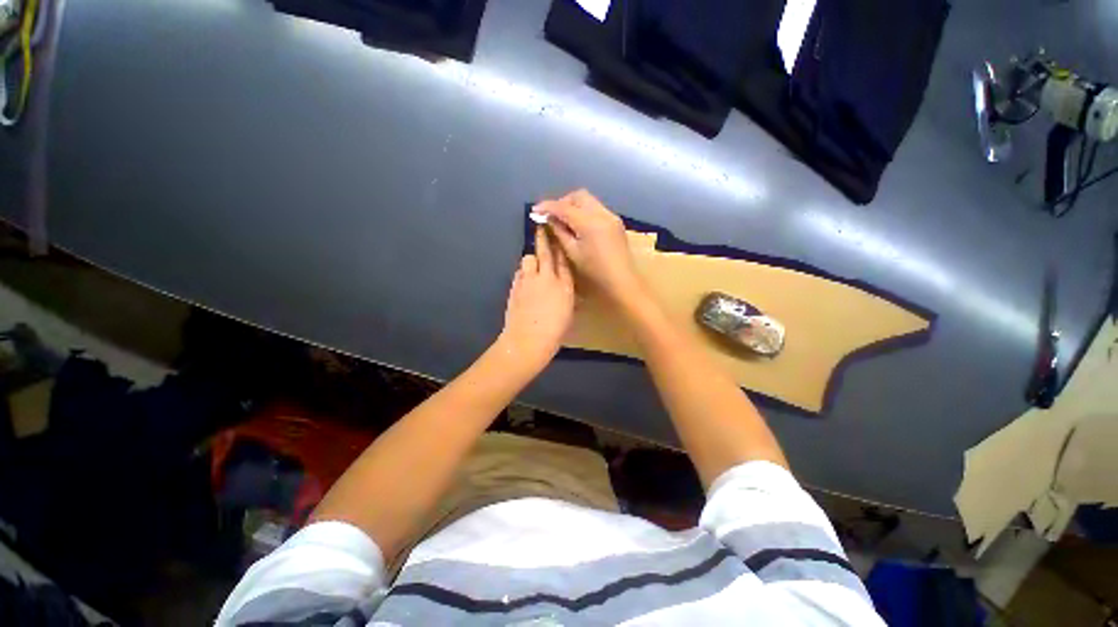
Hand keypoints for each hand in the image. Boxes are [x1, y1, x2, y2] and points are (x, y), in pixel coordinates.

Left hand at [497, 225, 574, 371]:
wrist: (528, 340)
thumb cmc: (554, 332)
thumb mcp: (568, 313)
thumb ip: (566, 294)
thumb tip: (564, 285)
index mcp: (564, 285)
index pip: (563, 259)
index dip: (561, 246)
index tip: (559, 235)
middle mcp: (546, 278)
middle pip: (545, 252)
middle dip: (544, 238)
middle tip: (542, 226)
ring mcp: (528, 281)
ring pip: (529, 259)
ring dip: (532, 259)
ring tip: (533, 264)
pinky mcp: (515, 287)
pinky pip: (520, 272)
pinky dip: (523, 272)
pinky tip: (525, 279)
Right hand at [534, 189, 645, 306]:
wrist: (623, 280)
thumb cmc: (595, 272)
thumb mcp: (573, 253)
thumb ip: (560, 233)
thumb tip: (549, 219)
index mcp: (590, 223)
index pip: (564, 207)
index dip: (548, 207)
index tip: (535, 210)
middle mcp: (602, 213)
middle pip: (578, 196)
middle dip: (563, 202)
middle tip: (552, 215)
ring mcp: (611, 216)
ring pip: (589, 201)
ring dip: (574, 206)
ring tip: (563, 220)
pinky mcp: (616, 222)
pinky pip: (596, 208)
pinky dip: (584, 212)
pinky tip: (578, 225)